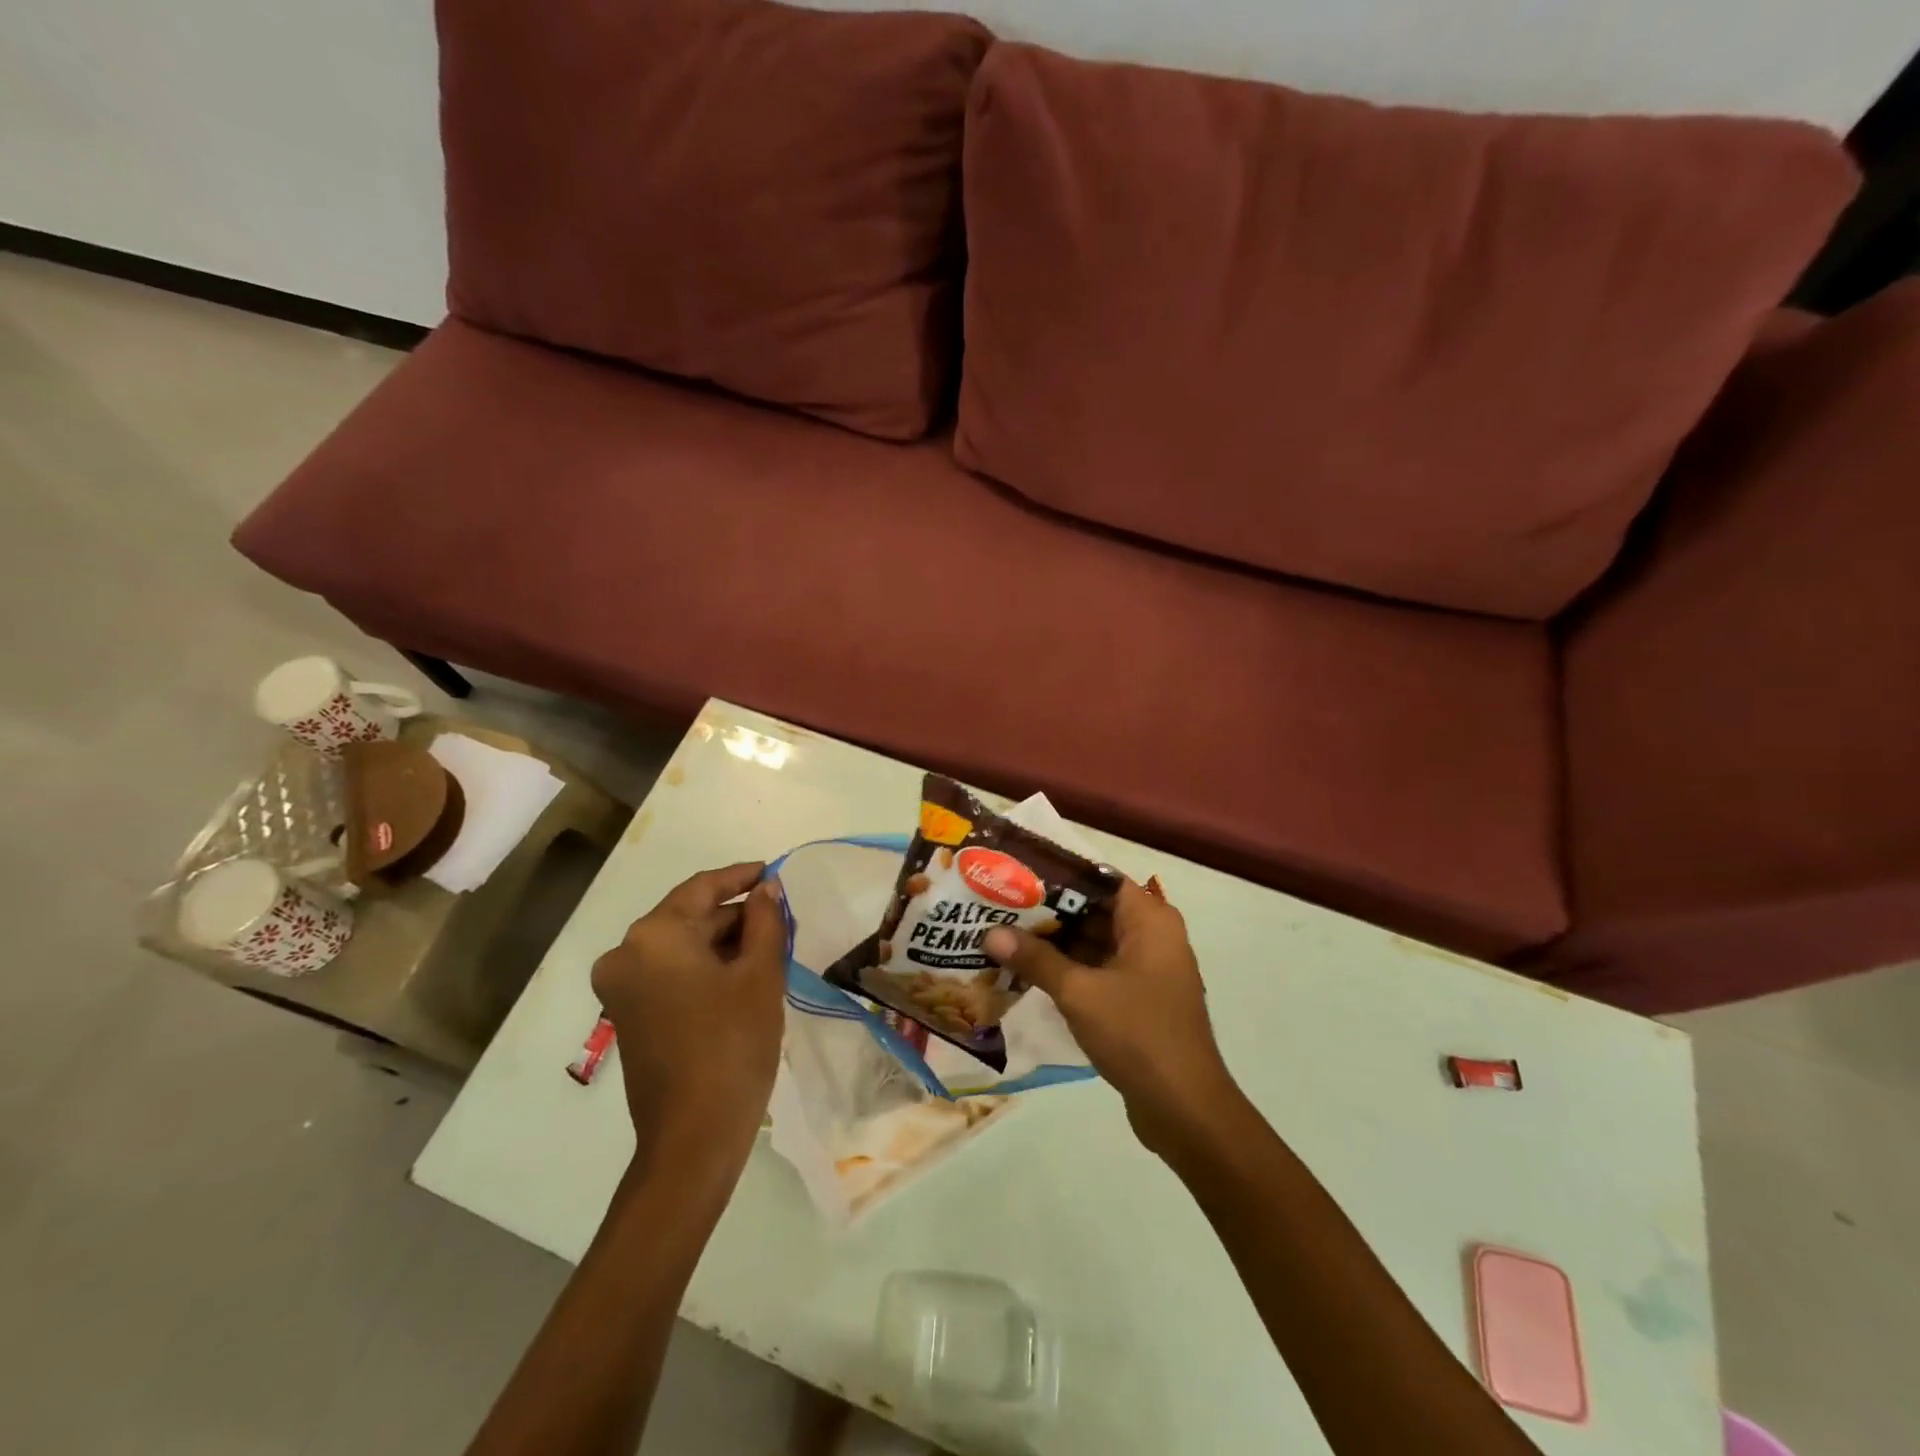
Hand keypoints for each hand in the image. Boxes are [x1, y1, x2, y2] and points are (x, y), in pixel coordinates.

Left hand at [590, 863, 788, 1176]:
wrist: (693, 1138)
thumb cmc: (732, 1046)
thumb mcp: (760, 975)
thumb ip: (765, 921)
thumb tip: (766, 889)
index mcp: (654, 936)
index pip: (702, 887)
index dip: (742, 876)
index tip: (774, 872)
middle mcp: (626, 953)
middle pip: (689, 916)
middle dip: (736, 915)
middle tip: (782, 919)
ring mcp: (622, 987)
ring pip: (681, 945)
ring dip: (723, 942)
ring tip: (770, 947)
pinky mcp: (628, 1014)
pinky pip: (670, 972)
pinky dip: (704, 966)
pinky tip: (742, 975)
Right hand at [984, 879, 1242, 1156]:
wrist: (1185, 1109)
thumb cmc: (1138, 1034)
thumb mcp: (1079, 993)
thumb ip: (1036, 959)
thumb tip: (991, 932)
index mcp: (1150, 920)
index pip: (1099, 878)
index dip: (1058, 874)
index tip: (1016, 873)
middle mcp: (1153, 936)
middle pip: (1094, 909)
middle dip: (1048, 910)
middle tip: (999, 904)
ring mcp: (1147, 969)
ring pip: (1094, 941)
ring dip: (1055, 942)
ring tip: (1004, 933)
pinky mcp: (1139, 998)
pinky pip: (1099, 969)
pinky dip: (1068, 968)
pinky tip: (1028, 971)